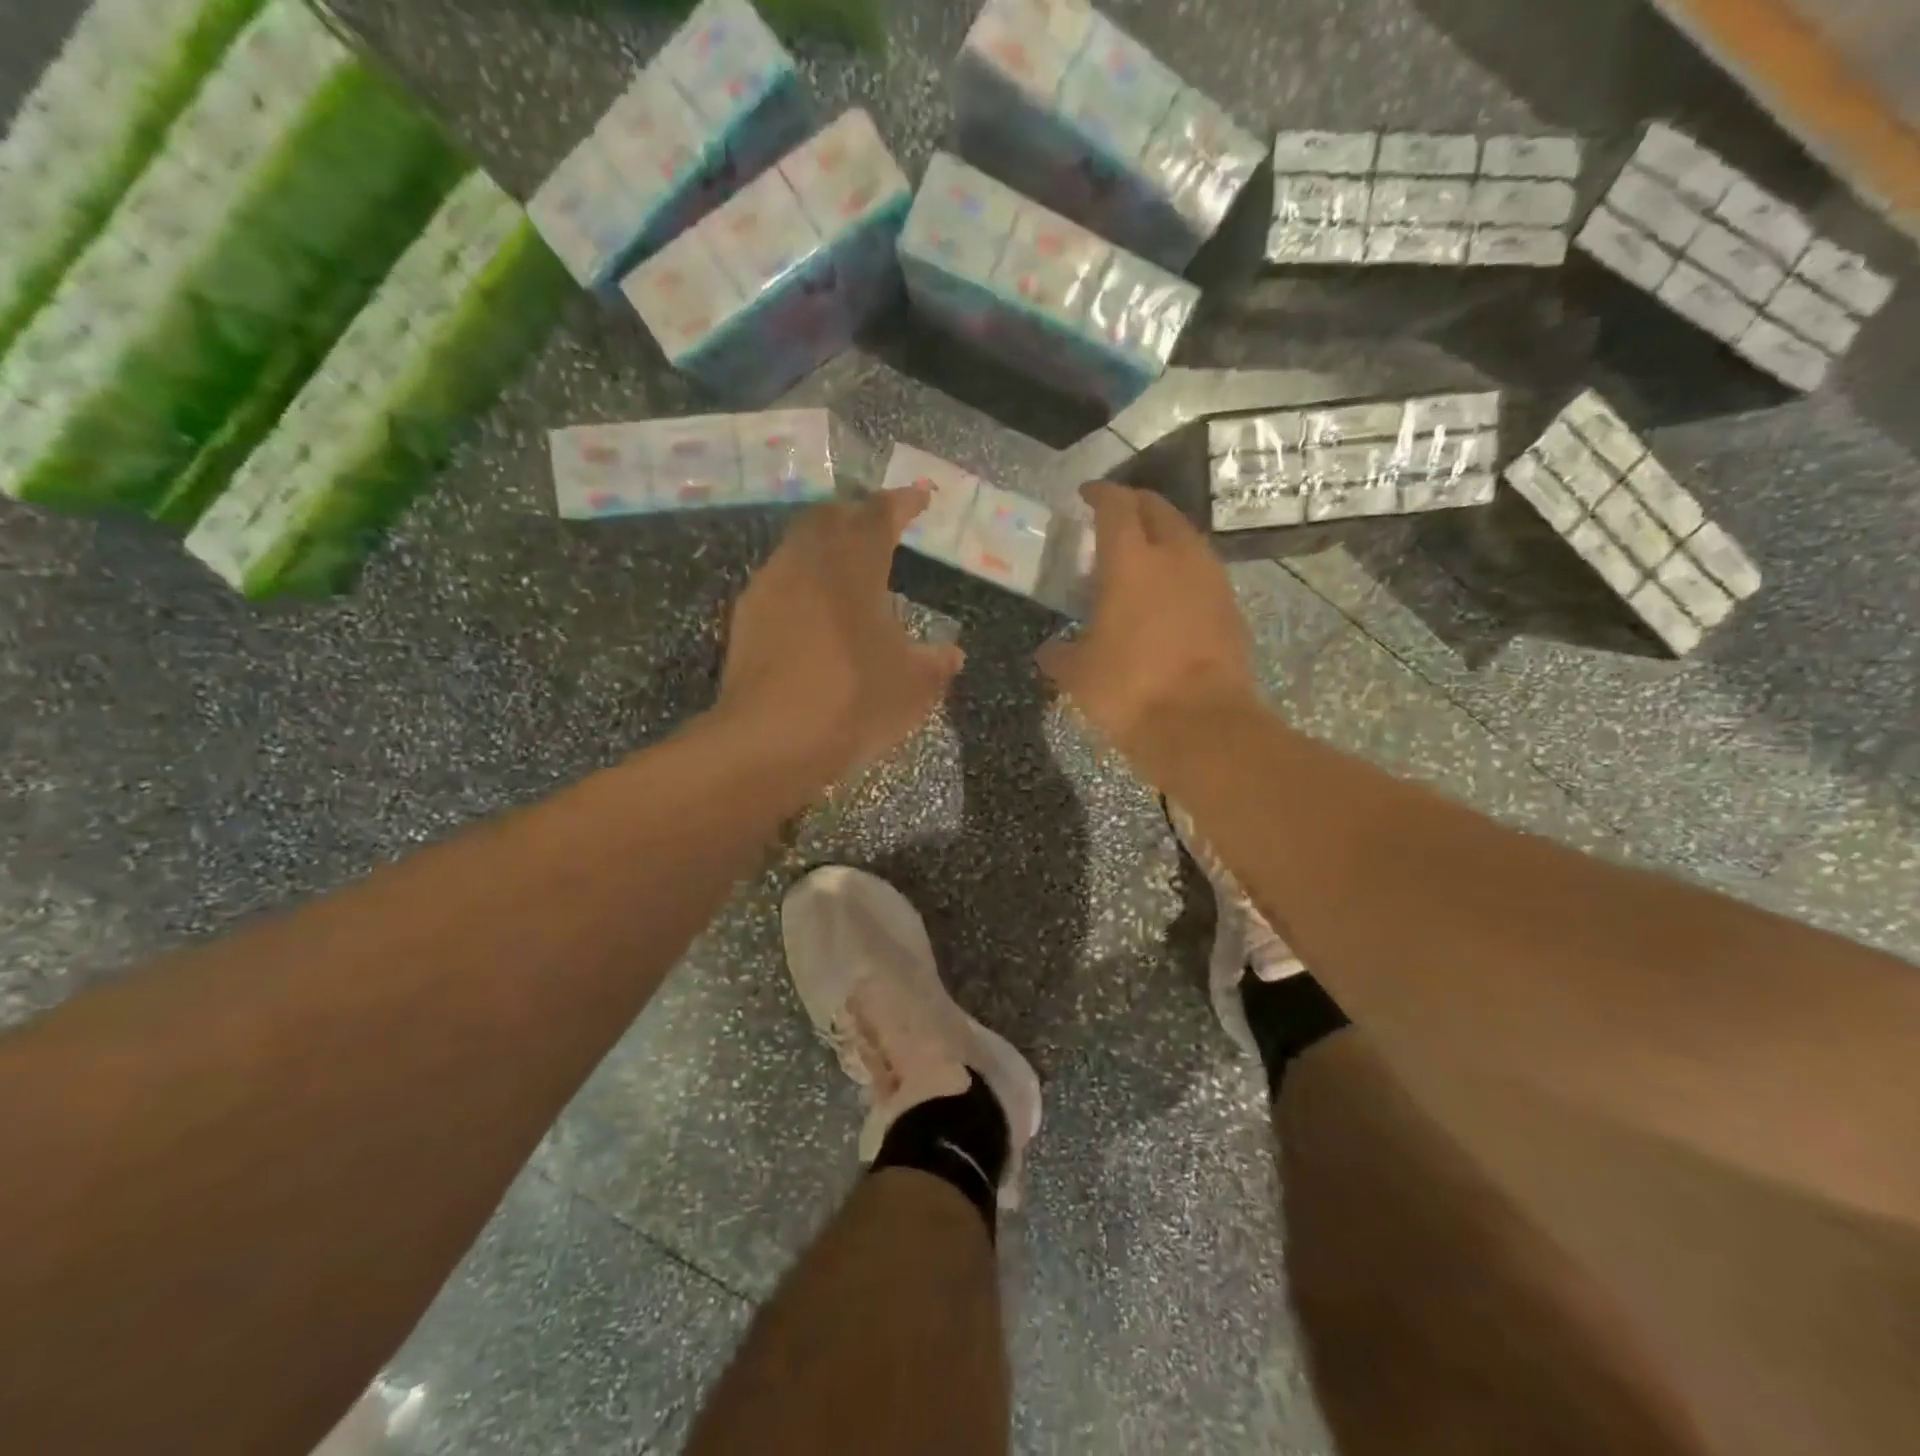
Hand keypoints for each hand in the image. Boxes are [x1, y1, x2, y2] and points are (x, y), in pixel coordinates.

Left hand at [716, 488, 963, 788]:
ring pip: (799, 545)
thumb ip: (936, 663)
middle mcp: (807, 561)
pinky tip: (813, 609)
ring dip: (825, 545)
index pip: (881, 514)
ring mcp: (770, 587)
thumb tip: (952, 654)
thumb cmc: (854, 700)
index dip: (903, 502)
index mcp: (854, 564)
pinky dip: (803, 580)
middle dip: (857, 514)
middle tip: (879, 524)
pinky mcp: (746, 618)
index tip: (920, 495)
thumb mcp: (914, 686)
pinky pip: (779, 580)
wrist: (771, 740)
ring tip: (846, 565)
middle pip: (831, 517)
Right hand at [1037, 482, 1256, 767]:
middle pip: (1158, 509)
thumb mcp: (1078, 674)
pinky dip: (1183, 571)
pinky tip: (1170, 595)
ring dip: (1164, 536)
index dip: (1099, 494)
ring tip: (1143, 556)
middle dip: (1135, 505)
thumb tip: (1049, 651)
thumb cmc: (1129, 689)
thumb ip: (1060, 654)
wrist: (1201, 724)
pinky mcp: (1231, 607)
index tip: (1086, 494)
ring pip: (1187, 538)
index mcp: (1131, 561)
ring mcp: (1211, 580)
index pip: (1115, 506)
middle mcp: (1176, 556)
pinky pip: (1203, 572)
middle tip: (1115, 517)